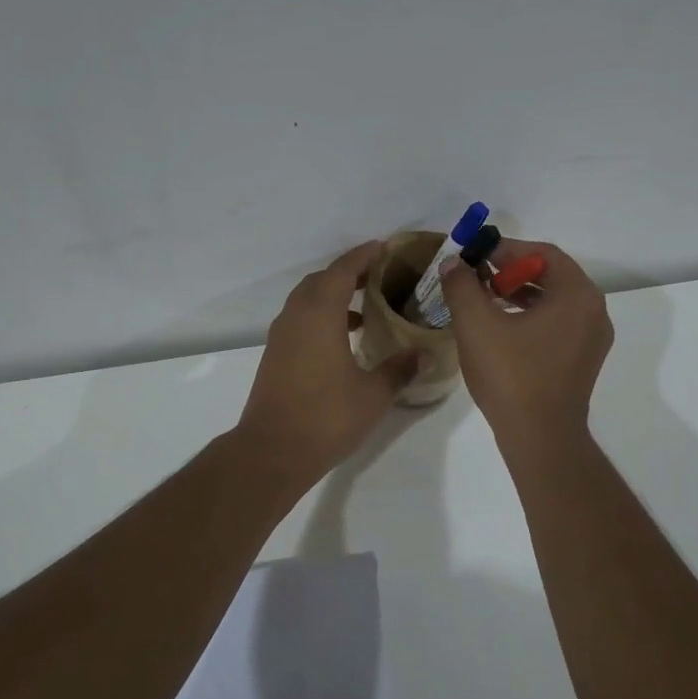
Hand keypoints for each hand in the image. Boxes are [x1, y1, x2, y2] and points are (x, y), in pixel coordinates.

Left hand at [237, 241, 416, 480]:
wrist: (273, 451)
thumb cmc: (326, 418)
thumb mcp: (373, 394)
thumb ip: (399, 369)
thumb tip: (425, 354)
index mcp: (319, 315)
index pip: (342, 271)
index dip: (363, 255)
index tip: (385, 247)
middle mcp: (296, 317)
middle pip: (320, 280)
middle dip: (348, 273)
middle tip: (379, 276)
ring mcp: (281, 336)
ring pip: (307, 300)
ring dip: (333, 295)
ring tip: (365, 307)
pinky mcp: (275, 355)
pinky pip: (300, 320)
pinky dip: (321, 316)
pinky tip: (343, 339)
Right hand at [440, 239, 613, 454]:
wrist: (540, 437)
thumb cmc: (511, 375)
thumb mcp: (477, 324)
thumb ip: (462, 286)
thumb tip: (453, 263)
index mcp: (577, 295)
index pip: (543, 253)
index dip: (506, 249)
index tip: (476, 256)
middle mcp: (593, 311)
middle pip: (551, 275)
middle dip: (511, 271)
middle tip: (477, 278)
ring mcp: (592, 339)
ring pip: (554, 301)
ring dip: (519, 294)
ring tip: (484, 301)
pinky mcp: (583, 361)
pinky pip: (557, 324)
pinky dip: (530, 317)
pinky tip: (501, 329)